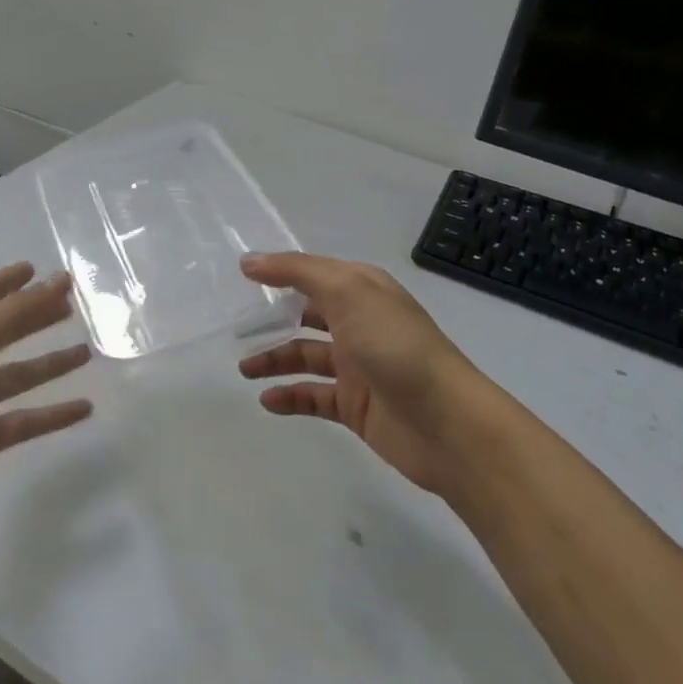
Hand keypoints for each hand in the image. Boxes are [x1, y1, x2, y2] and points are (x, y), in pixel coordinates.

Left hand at [0, 263, 91, 557]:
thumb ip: (17, 312)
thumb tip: (59, 281)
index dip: (10, 280)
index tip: (39, 268)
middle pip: (6, 330)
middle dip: (36, 316)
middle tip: (74, 306)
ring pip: (19, 375)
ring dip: (52, 364)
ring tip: (89, 352)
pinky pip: (24, 419)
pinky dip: (54, 414)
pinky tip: (86, 408)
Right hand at [239, 252, 494, 495]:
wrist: (445, 422)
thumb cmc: (395, 346)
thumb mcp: (347, 292)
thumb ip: (297, 272)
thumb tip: (250, 261)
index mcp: (363, 290)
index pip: (314, 274)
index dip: (281, 273)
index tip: (242, 276)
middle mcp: (360, 323)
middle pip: (308, 315)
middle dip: (274, 319)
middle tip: (236, 328)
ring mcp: (358, 366)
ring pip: (307, 356)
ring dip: (275, 359)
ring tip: (245, 369)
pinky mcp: (356, 406)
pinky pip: (314, 396)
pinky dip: (290, 396)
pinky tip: (267, 400)